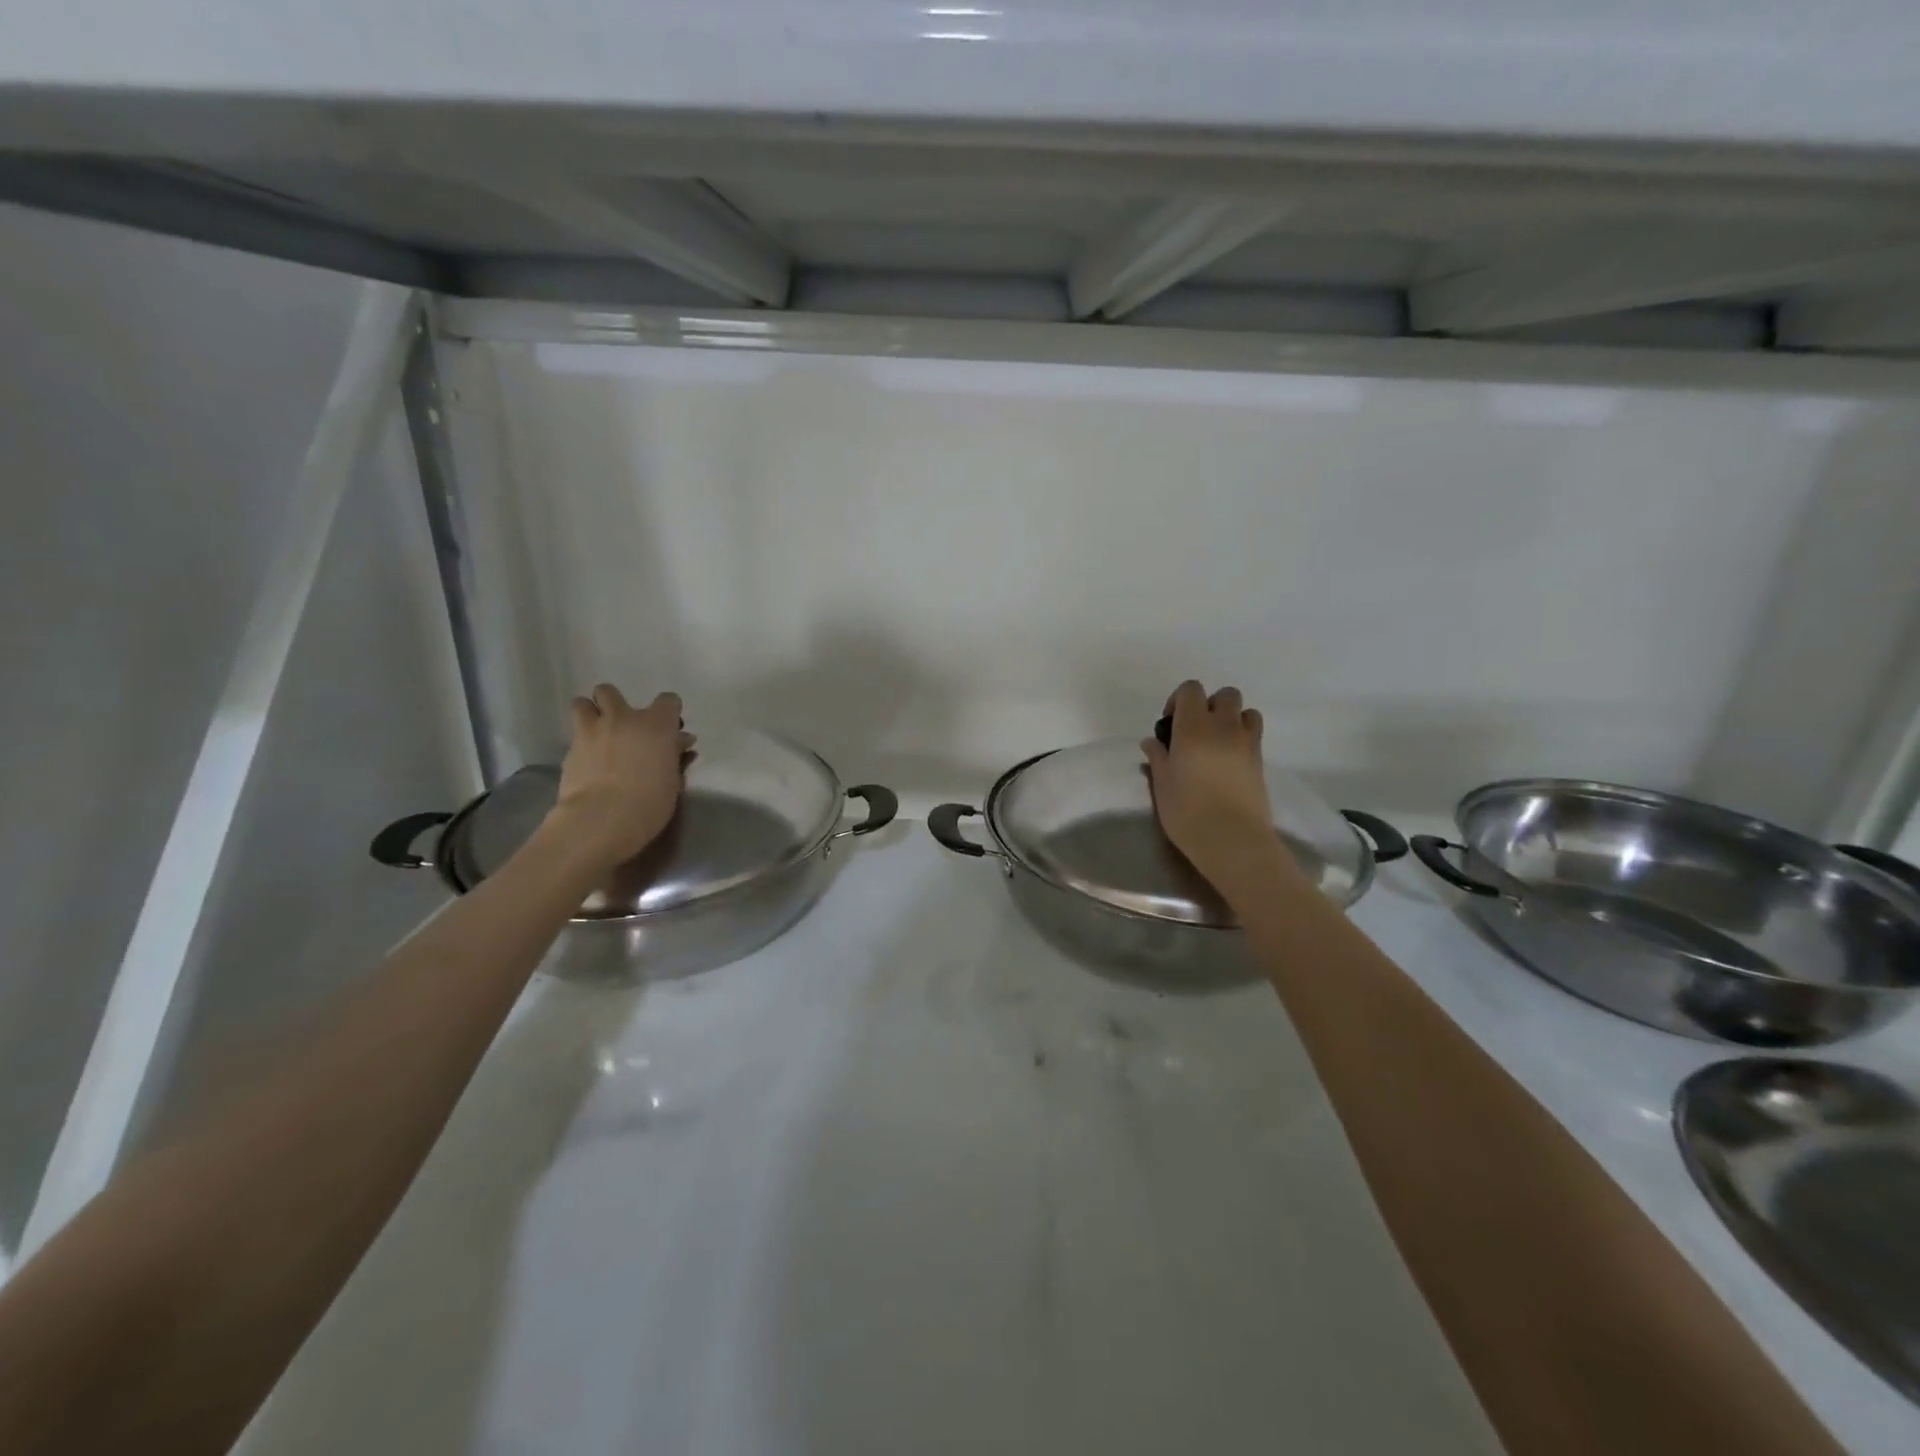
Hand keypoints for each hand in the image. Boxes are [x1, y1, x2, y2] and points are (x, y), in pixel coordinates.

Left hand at [549, 685, 694, 867]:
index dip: (669, 713)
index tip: (670, 730)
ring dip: (590, 714)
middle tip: (624, 726)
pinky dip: (582, 744)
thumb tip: (680, 744)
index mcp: (656, 724)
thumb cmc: (650, 801)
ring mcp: (591, 731)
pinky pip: (575, 737)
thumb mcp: (673, 780)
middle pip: (610, 692)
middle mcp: (622, 718)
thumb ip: (675, 756)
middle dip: (615, 704)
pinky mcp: (570, 750)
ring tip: (598, 734)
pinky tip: (589, 763)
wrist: (603, 818)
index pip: (668, 701)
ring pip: (581, 703)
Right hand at [1142, 681, 1297, 892]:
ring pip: (1246, 711)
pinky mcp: (1260, 761)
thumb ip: (1158, 757)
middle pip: (1225, 695)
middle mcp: (1223, 726)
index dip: (1179, 700)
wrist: (1232, 839)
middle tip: (1193, 731)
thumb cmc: (1187, 811)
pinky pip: (1254, 734)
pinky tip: (1228, 761)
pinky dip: (1242, 737)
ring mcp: (1247, 742)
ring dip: (1231, 719)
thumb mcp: (1162, 784)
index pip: (1191, 690)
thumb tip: (1152, 742)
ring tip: (1216, 743)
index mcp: (1193, 727)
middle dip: (1209, 705)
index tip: (1169, 725)